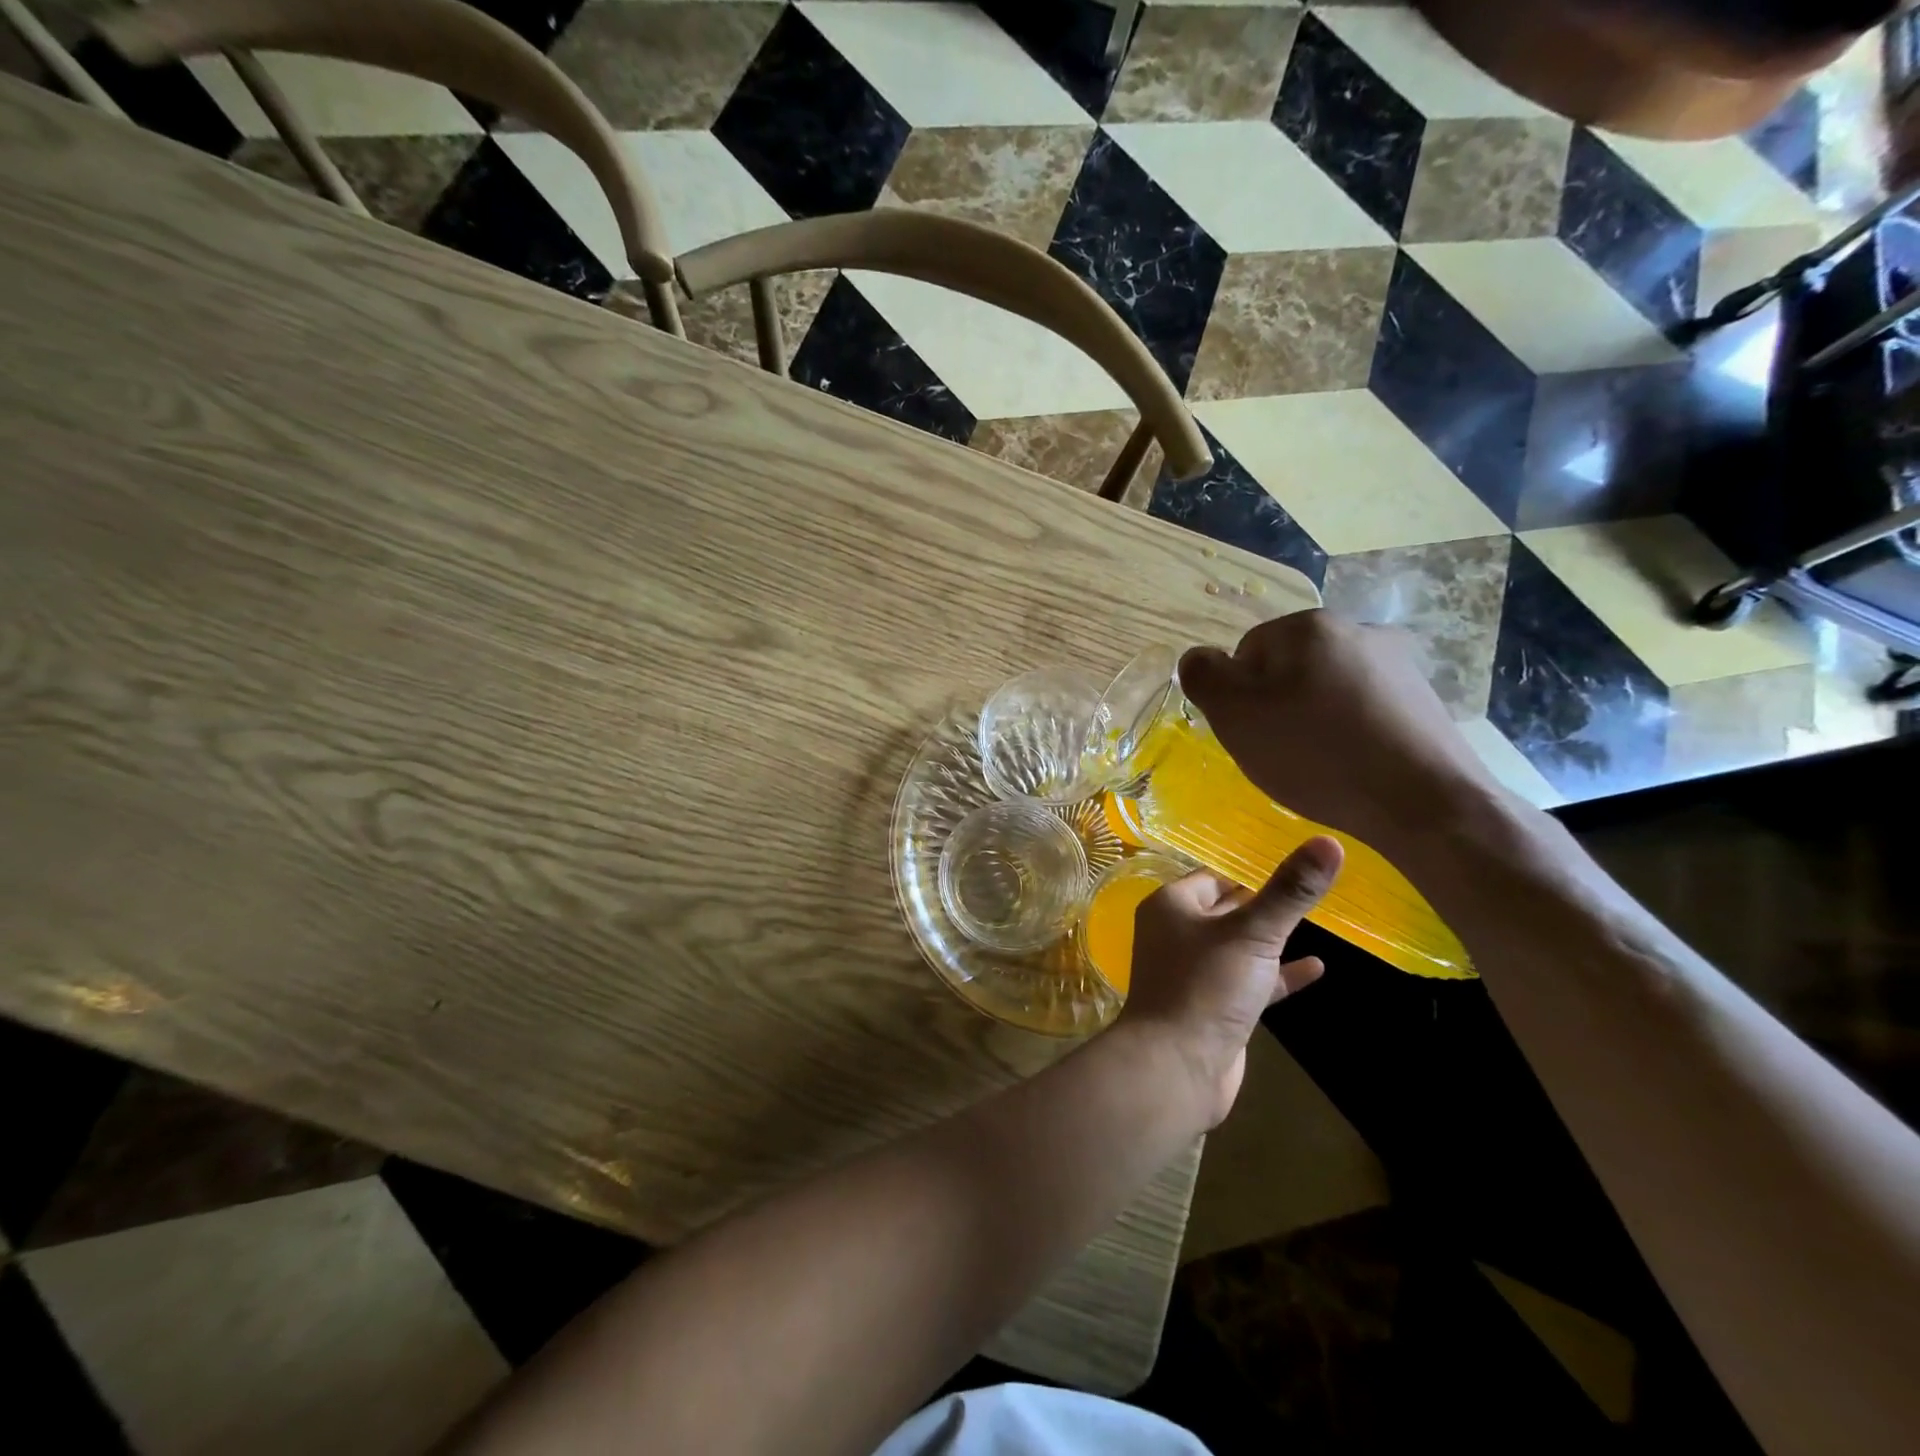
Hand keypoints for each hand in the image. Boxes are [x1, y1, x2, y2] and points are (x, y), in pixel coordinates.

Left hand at [1117, 838, 1343, 1127]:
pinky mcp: (1214, 1006)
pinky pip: (1250, 980)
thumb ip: (1290, 891)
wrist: (1176, 1068)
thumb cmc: (1205, 987)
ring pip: (1240, 945)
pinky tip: (1316, 968)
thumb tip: (1330, 842)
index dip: (1251, 869)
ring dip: (1273, 938)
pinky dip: (1278, 974)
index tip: (1294, 860)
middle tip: (1312, 887)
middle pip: (1228, 908)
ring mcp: (1195, 972)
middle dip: (1265, 901)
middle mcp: (1178, 933)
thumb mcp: (1253, 933)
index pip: (1215, 875)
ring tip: (1319, 921)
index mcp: (1173, 906)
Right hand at [1178, 610, 1501, 853]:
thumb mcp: (1234, 715)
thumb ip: (1203, 676)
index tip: (1252, 734)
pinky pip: (1364, 708)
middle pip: (1288, 668)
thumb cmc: (1315, 754)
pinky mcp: (1423, 698)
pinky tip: (1352, 765)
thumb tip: (1198, 658)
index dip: (1239, 697)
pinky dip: (1349, 731)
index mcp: (1308, 626)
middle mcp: (1357, 629)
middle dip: (1277, 705)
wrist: (1423, 802)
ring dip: (1313, 718)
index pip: (1246, 652)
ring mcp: (1398, 662)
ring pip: (1327, 687)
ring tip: (1318, 763)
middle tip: (1280, 751)